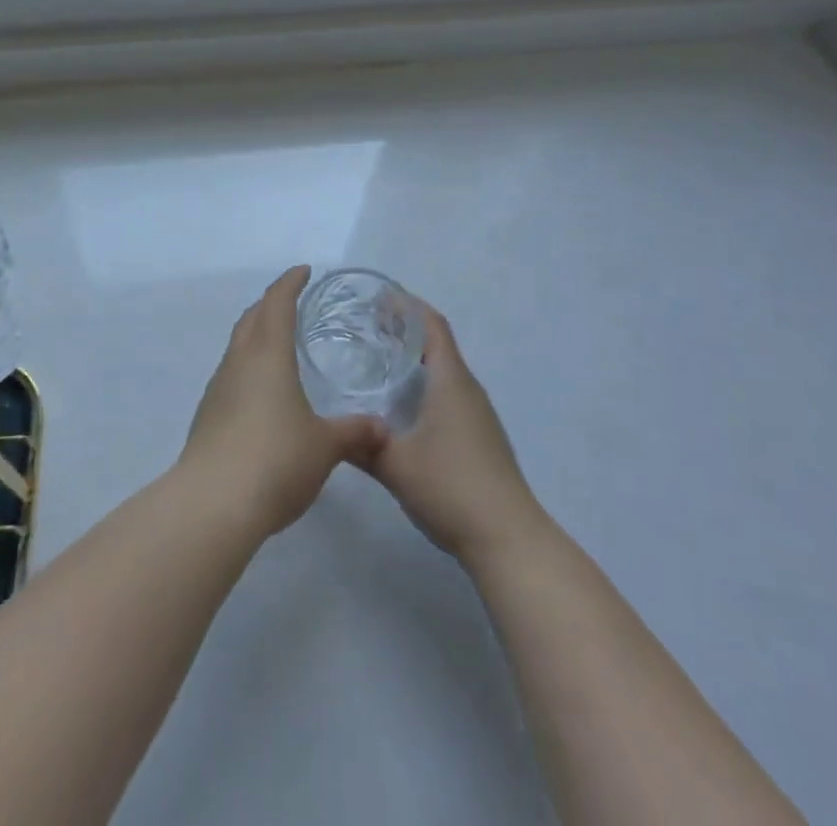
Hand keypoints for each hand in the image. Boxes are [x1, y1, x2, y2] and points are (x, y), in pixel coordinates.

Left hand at [180, 266, 385, 537]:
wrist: (213, 503)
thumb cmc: (276, 460)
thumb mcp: (325, 446)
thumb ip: (354, 432)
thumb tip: (381, 428)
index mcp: (268, 355)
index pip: (277, 303)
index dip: (290, 283)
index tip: (303, 271)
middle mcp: (238, 362)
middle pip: (251, 318)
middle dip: (270, 303)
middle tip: (292, 302)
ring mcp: (218, 389)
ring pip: (237, 346)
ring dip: (256, 335)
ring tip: (279, 345)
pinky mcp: (207, 416)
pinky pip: (230, 375)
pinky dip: (248, 367)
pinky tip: (262, 392)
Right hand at [362, 303, 545, 564]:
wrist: (507, 538)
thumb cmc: (450, 487)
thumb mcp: (394, 463)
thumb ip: (360, 444)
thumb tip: (329, 431)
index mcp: (450, 381)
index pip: (432, 326)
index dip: (408, 307)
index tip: (379, 298)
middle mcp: (468, 390)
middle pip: (438, 344)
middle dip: (406, 330)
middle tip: (368, 327)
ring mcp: (478, 415)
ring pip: (445, 371)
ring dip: (417, 358)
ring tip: (381, 360)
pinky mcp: (480, 438)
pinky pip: (450, 394)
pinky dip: (426, 384)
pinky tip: (405, 406)